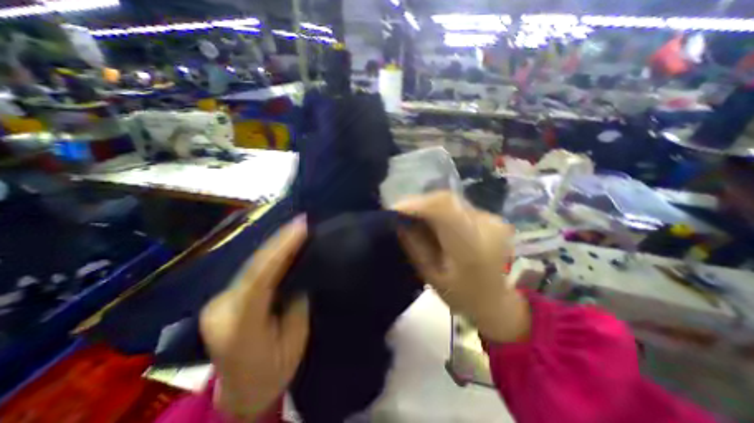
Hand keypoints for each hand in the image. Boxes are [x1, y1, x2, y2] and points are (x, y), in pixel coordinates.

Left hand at [200, 217, 308, 420]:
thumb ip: (295, 304)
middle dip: (279, 241)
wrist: (242, 391)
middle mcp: (222, 309)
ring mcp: (219, 302)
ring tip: (295, 228)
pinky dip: (270, 256)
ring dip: (275, 245)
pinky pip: (252, 270)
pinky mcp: (226, 297)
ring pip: (251, 265)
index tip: (300, 228)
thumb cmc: (273, 372)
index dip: (281, 249)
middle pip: (253, 267)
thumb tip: (298, 275)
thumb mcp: (294, 341)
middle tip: (301, 221)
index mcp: (240, 327)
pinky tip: (283, 244)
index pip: (260, 279)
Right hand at [395, 191, 528, 342]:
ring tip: (412, 214)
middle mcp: (486, 226)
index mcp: (471, 246)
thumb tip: (399, 221)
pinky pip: (458, 206)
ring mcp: (491, 219)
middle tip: (399, 210)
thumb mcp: (431, 276)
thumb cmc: (462, 296)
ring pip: (451, 201)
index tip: (394, 208)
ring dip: (428, 205)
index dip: (416, 204)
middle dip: (419, 202)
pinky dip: (440, 209)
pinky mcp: (490, 217)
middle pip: (446, 200)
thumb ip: (414, 246)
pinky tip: (431, 219)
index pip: (443, 209)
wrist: (497, 300)